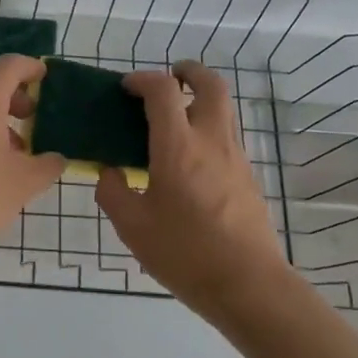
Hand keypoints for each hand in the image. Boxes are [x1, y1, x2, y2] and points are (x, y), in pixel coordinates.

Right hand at [97, 61, 293, 324]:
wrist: (248, 285)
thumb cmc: (185, 253)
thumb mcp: (133, 226)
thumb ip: (113, 192)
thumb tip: (109, 172)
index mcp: (178, 147)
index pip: (162, 91)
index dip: (142, 79)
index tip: (125, 88)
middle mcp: (211, 141)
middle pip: (211, 85)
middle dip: (189, 72)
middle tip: (170, 77)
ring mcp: (236, 158)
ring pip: (224, 110)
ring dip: (200, 100)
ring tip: (174, 118)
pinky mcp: (247, 177)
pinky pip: (226, 136)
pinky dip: (207, 128)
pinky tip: (187, 159)